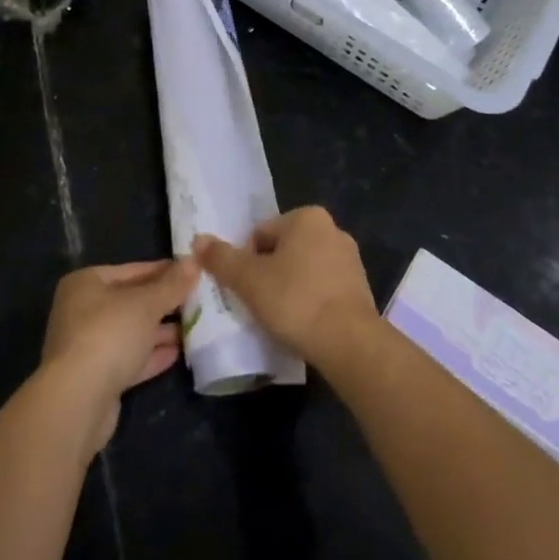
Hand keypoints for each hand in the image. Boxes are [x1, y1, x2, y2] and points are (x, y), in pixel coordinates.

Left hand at [41, 259, 198, 451]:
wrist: (77, 402)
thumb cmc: (109, 334)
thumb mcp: (146, 303)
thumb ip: (172, 284)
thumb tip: (194, 261)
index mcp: (86, 283)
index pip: (133, 270)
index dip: (164, 271)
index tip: (192, 273)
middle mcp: (83, 310)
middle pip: (132, 302)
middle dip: (164, 303)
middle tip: (199, 301)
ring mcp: (88, 346)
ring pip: (132, 332)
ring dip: (161, 331)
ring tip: (195, 327)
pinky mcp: (97, 378)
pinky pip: (130, 359)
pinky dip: (151, 355)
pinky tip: (178, 353)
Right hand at [193, 207, 376, 364]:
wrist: (349, 343)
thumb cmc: (295, 301)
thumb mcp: (249, 280)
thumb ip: (221, 258)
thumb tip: (198, 240)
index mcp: (307, 217)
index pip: (261, 234)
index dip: (247, 262)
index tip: (246, 289)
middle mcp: (332, 229)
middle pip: (283, 250)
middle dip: (269, 274)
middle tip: (259, 304)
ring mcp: (350, 259)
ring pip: (304, 270)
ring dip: (289, 288)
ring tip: (280, 318)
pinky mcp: (360, 288)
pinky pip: (323, 289)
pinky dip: (310, 302)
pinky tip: (303, 325)